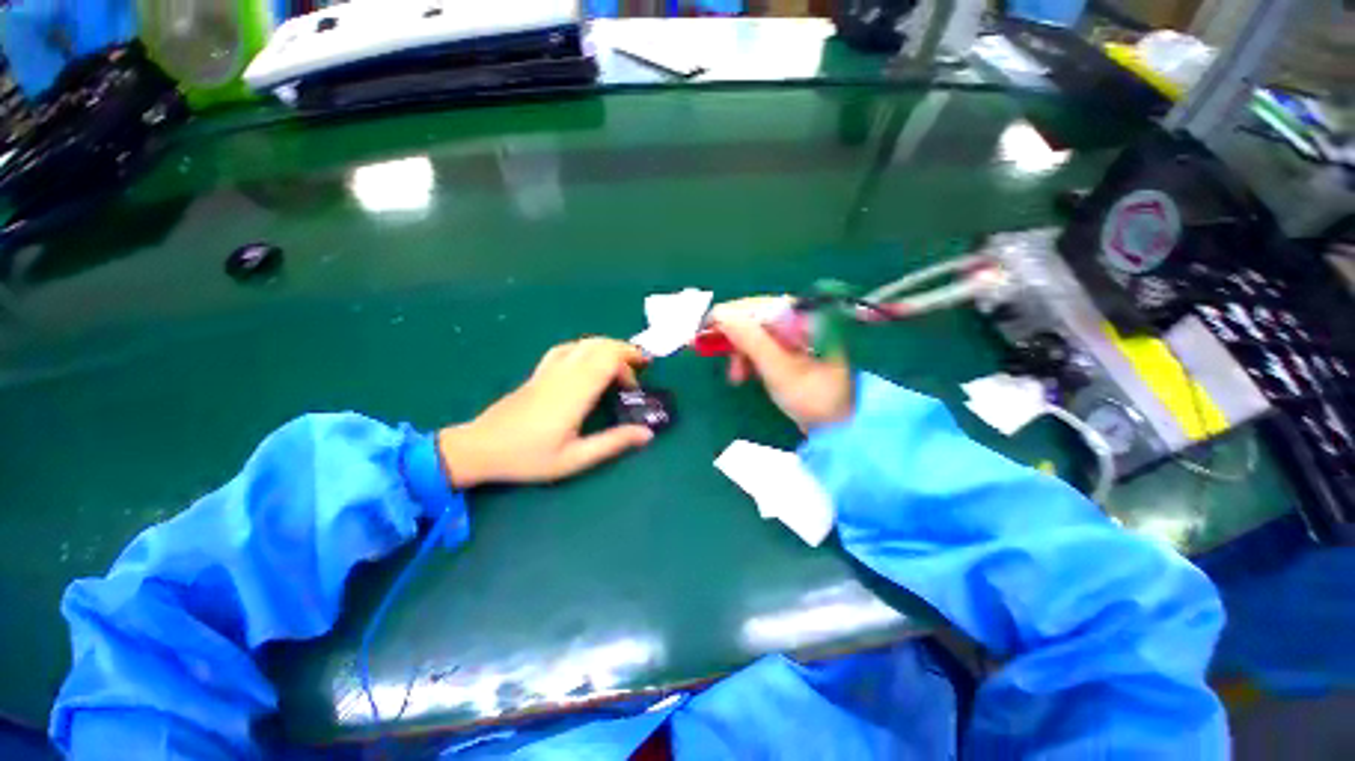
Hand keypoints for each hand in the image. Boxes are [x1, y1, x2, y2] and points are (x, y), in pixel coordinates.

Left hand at [437, 338, 653, 488]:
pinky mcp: (539, 372)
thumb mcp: (574, 459)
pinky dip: (586, 348)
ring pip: (584, 343)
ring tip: (622, 362)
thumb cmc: (528, 457)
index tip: (636, 386)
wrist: (480, 448)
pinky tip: (590, 360)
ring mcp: (549, 370)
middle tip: (640, 367)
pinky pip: (567, 348)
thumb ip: (612, 443)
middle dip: (625, 351)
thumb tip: (647, 433)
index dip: (628, 365)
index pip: (608, 359)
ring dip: (608, 347)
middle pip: (600, 346)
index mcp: (574, 393)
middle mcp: (564, 374)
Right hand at [713, 300, 854, 430]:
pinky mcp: (791, 348)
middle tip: (716, 358)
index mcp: (803, 315)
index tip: (703, 333)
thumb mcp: (778, 369)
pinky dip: (749, 358)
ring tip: (736, 377)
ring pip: (755, 332)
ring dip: (740, 352)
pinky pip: (762, 344)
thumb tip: (720, 314)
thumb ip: (750, 340)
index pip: (756, 305)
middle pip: (754, 318)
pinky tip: (744, 374)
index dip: (727, 317)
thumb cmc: (813, 397)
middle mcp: (799, 317)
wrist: (839, 426)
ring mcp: (796, 333)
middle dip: (734, 339)